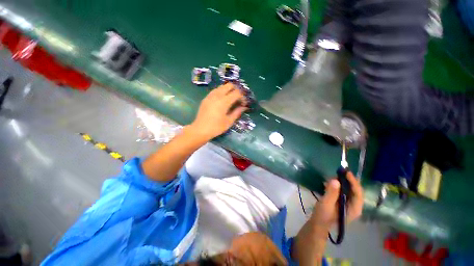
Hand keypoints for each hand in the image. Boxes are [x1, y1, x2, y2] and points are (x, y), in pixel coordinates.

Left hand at [190, 83, 247, 139]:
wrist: (200, 130)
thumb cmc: (216, 127)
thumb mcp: (229, 121)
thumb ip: (237, 112)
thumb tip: (244, 107)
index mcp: (224, 101)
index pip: (237, 93)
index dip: (242, 97)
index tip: (243, 104)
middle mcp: (217, 95)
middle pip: (229, 85)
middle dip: (236, 90)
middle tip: (238, 99)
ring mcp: (210, 95)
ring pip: (222, 86)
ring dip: (228, 90)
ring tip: (231, 99)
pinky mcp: (206, 98)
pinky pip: (216, 90)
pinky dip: (221, 92)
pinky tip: (222, 100)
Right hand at [310, 172, 363, 229]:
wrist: (318, 224)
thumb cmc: (323, 216)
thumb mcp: (326, 204)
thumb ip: (331, 193)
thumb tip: (335, 180)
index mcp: (354, 208)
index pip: (358, 193)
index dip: (353, 181)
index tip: (346, 172)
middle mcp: (355, 206)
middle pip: (355, 190)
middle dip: (348, 180)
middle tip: (339, 172)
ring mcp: (349, 204)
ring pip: (350, 190)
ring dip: (342, 182)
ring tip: (332, 177)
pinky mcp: (343, 202)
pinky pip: (344, 191)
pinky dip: (338, 185)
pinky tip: (329, 183)